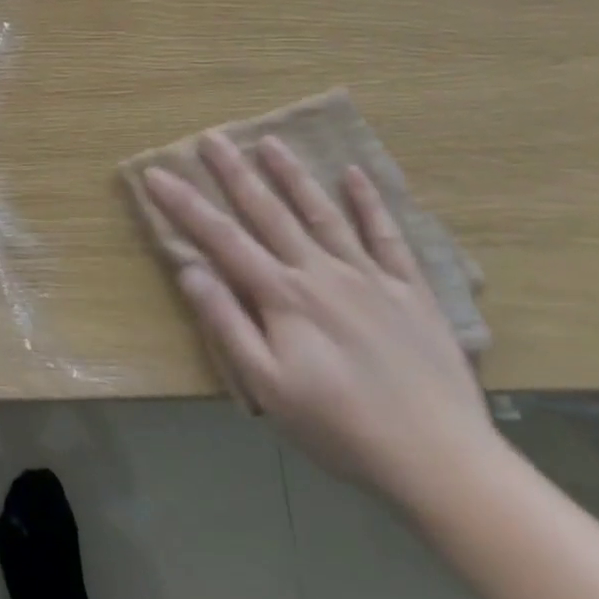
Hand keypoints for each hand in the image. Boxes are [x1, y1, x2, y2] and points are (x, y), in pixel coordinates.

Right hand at [142, 134, 493, 502]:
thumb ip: (227, 323)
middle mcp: (322, 272)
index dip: (186, 204)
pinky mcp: (411, 291)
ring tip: (270, 141)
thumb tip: (190, 269)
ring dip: (293, 175)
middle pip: (269, 212)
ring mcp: (370, 277)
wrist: (441, 461)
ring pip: (322, 213)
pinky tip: (354, 175)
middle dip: (235, 173)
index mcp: (283, 296)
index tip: (157, 173)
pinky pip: (387, 236)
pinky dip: (369, 203)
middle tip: (212, 137)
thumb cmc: (340, 428)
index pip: (222, 238)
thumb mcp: (267, 386)